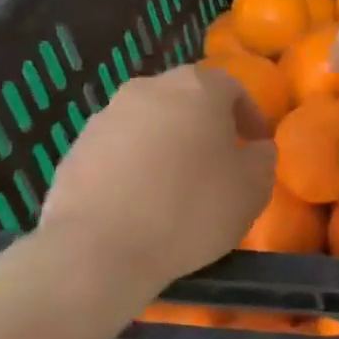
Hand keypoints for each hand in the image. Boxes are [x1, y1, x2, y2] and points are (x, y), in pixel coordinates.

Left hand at [38, 65, 275, 292]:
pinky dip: (136, 166)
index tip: (255, 145)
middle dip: (206, 125)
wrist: (98, 250)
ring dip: (168, 144)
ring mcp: (106, 118)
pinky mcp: (75, 150)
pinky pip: (119, 150)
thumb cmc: (191, 209)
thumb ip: (263, 158)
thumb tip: (255, 148)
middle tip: (219, 161)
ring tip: (178, 185)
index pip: (232, 87)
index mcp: (197, 88)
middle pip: (187, 99)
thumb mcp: (254, 187)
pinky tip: (142, 202)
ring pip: (150, 123)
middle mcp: (149, 89)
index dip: (249, 115)